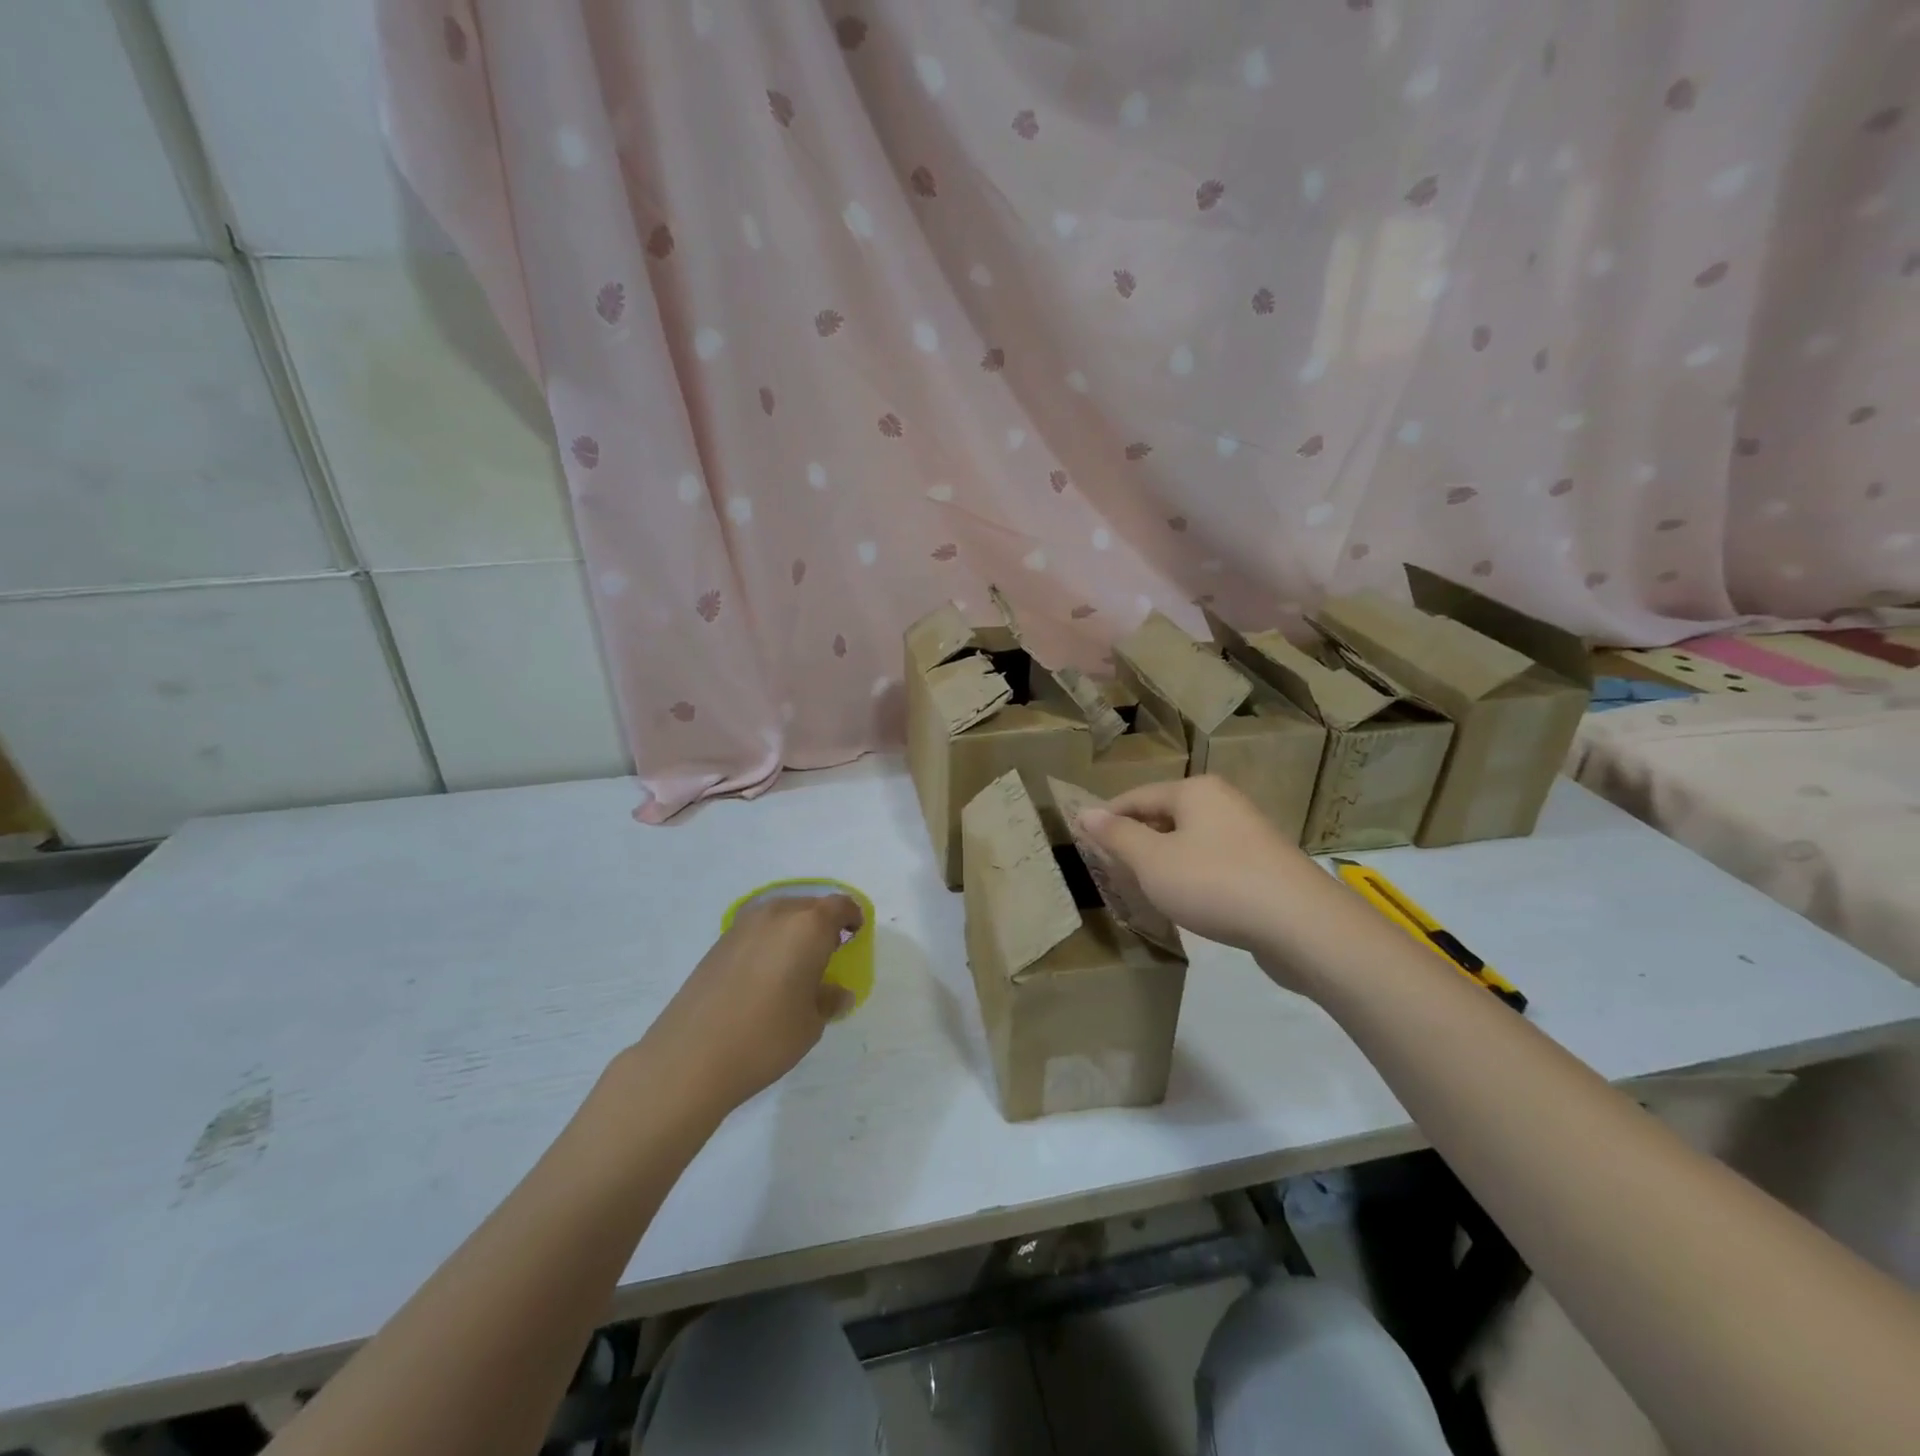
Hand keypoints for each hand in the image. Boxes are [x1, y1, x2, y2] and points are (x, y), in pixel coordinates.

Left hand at [634, 893, 862, 1117]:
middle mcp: (777, 914)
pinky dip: (769, 942)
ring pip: (781, 915)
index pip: (841, 906)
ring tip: (795, 968)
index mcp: (808, 926)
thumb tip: (836, 991)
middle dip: (823, 925)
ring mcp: (743, 925)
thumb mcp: (811, 1024)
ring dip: (794, 932)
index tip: (855, 939)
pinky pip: (757, 930)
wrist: (690, 1058)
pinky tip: (765, 976)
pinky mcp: (719, 942)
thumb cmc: (765, 1037)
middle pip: (810, 906)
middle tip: (828, 957)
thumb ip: (828, 999)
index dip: (853, 919)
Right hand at [1077, 777, 1322, 970]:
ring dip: (1163, 861)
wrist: (1301, 924)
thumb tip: (1085, 812)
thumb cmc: (1215, 883)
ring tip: (1141, 888)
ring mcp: (1248, 833)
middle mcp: (1223, 802)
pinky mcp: (1264, 865)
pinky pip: (1213, 862)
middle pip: (1165, 815)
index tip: (1084, 842)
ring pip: (1189, 840)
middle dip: (1135, 841)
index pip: (1137, 797)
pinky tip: (1185, 901)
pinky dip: (1191, 876)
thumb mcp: (1152, 861)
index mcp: (1195, 791)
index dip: (1107, 818)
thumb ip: (1117, 836)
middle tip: (1109, 869)